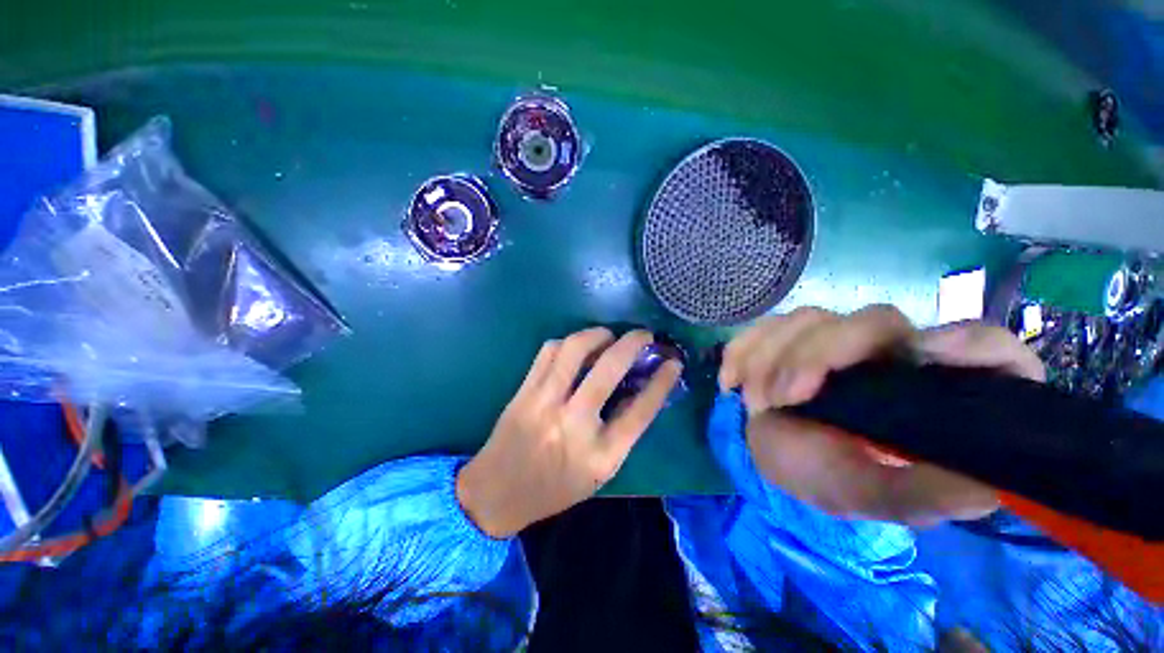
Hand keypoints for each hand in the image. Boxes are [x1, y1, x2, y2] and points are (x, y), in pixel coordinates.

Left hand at [456, 328, 681, 537]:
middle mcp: (573, 423)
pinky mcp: (524, 391)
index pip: (641, 410)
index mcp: (600, 454)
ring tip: (608, 336)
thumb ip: (623, 431)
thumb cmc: (556, 487)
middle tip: (642, 335)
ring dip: (597, 334)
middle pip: (609, 369)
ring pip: (574, 350)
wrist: (497, 493)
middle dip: (632, 343)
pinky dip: (568, 342)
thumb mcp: (600, 471)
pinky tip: (576, 346)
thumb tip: (640, 389)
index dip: (662, 381)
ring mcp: (544, 403)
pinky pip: (548, 352)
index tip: (673, 362)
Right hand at [719, 305, 1044, 526]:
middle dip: (816, 355)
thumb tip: (984, 488)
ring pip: (809, 318)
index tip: (924, 354)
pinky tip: (730, 380)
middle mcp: (891, 353)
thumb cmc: (834, 478)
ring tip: (755, 402)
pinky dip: (741, 349)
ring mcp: (836, 340)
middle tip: (780, 398)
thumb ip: (920, 494)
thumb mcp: (874, 496)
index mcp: (934, 389)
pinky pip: (765, 327)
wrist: (780, 457)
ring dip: (770, 356)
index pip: (984, 347)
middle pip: (872, 321)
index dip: (967, 341)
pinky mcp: (792, 338)